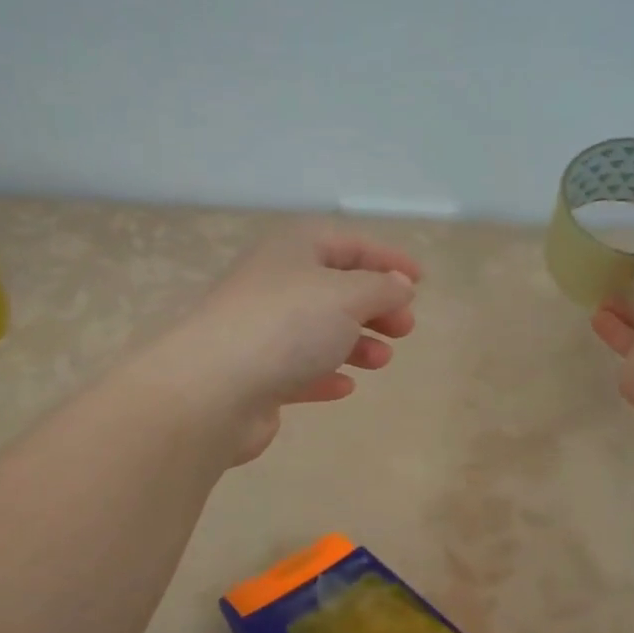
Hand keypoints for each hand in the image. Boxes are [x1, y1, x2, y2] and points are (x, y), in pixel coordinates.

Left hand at [147, 224, 420, 463]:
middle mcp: (274, 284)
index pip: (349, 243)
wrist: (213, 389)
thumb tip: (399, 285)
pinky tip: (343, 387)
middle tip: (405, 328)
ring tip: (382, 360)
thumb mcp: (347, 296)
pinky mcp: (254, 374)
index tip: (420, 281)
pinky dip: (324, 373)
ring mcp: (260, 331)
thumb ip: (381, 288)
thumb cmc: (287, 326)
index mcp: (293, 250)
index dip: (387, 258)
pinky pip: (298, 369)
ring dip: (355, 343)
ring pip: (318, 331)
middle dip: (374, 307)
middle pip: (334, 288)